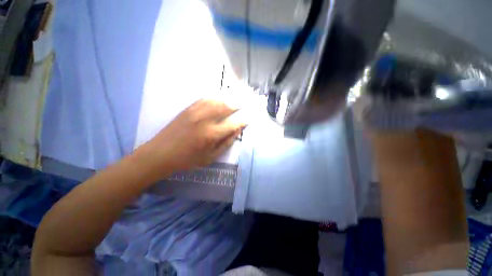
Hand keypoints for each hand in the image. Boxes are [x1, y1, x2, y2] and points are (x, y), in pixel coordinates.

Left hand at [140, 99, 245, 174]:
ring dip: (228, 99)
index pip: (232, 124)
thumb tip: (237, 132)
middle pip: (226, 107)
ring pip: (216, 100)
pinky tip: (219, 97)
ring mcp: (195, 112)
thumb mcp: (210, 157)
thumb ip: (226, 144)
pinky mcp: (188, 109)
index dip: (242, 122)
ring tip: (235, 98)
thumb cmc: (188, 159)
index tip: (248, 120)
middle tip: (245, 104)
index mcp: (212, 134)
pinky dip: (214, 97)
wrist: (161, 154)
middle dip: (237, 105)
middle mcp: (205, 120)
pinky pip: (204, 99)